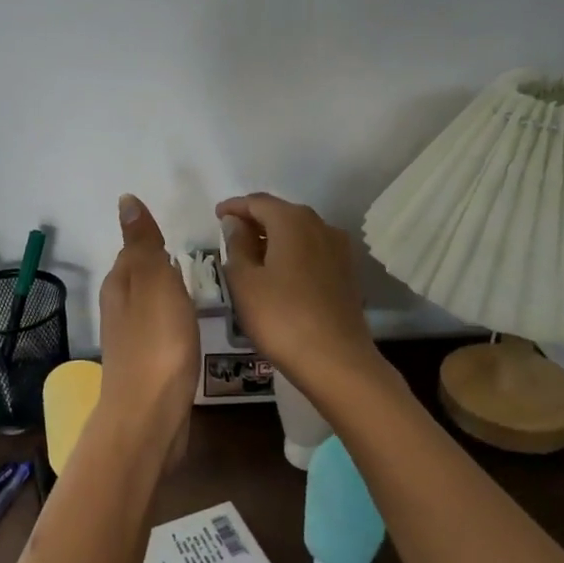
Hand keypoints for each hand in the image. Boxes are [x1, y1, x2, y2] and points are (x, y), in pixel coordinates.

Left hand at [98, 194, 198, 442]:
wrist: (149, 416)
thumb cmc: (157, 342)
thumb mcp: (152, 281)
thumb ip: (143, 243)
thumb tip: (125, 201)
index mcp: (120, 283)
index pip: (134, 249)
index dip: (154, 241)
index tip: (179, 237)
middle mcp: (120, 307)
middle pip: (141, 277)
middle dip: (162, 266)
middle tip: (196, 260)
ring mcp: (132, 339)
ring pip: (151, 304)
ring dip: (169, 294)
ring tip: (199, 289)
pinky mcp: (147, 365)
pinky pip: (161, 331)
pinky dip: (174, 322)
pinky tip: (190, 328)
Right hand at [215, 193, 379, 394]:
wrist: (336, 361)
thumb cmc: (281, 317)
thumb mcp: (244, 281)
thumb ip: (236, 245)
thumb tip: (236, 223)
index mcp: (292, 220)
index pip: (257, 202)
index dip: (234, 207)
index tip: (217, 216)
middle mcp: (320, 225)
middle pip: (281, 213)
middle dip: (255, 220)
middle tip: (231, 236)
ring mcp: (338, 249)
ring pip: (299, 232)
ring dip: (274, 238)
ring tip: (252, 256)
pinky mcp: (346, 272)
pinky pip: (312, 250)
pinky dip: (292, 253)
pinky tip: (279, 274)